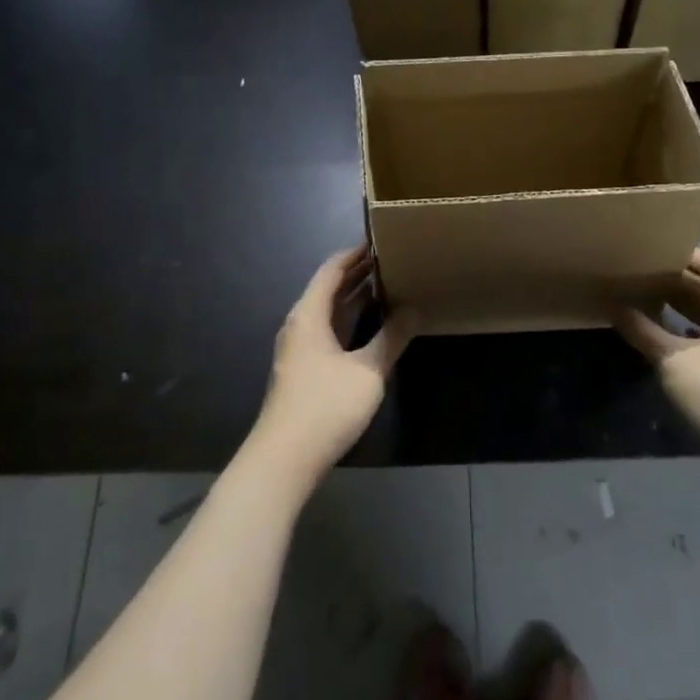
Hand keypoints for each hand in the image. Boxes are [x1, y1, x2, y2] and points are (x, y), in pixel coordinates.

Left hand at [256, 247, 414, 481]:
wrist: (285, 459)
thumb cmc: (325, 406)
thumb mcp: (368, 371)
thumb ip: (392, 337)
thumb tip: (414, 309)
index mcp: (309, 314)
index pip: (331, 270)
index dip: (354, 254)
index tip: (380, 241)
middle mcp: (300, 325)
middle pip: (328, 288)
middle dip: (357, 273)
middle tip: (391, 259)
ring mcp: (300, 349)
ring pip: (329, 312)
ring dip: (354, 297)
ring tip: (387, 284)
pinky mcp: (304, 369)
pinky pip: (329, 331)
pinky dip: (350, 320)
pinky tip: (372, 325)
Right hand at [614, 250, 699, 455]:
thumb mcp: (673, 359)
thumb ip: (644, 331)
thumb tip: (614, 307)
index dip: (683, 255)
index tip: (651, 251)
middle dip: (678, 282)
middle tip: (641, 275)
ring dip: (684, 309)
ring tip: (648, 302)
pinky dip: (692, 333)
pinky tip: (667, 339)